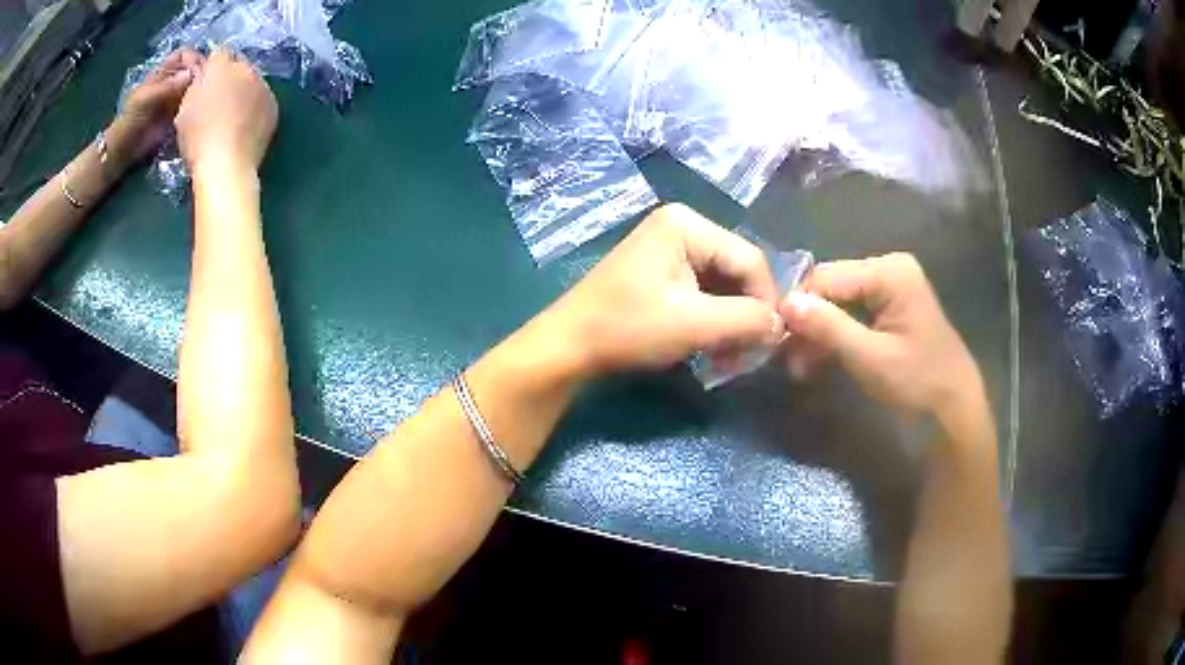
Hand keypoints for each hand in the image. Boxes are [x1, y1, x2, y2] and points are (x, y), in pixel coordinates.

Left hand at [111, 49, 202, 162]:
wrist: (125, 148)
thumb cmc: (132, 119)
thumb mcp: (146, 99)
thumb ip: (167, 86)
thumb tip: (192, 74)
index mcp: (164, 72)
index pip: (184, 54)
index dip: (193, 58)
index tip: (200, 68)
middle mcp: (173, 81)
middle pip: (193, 69)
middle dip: (201, 73)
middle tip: (209, 84)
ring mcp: (176, 99)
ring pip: (195, 86)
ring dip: (202, 90)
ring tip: (208, 97)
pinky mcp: (179, 115)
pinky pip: (193, 104)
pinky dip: (199, 105)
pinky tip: (202, 110)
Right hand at [176, 49, 277, 175]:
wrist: (227, 164)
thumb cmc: (197, 139)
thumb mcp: (184, 109)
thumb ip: (196, 86)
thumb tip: (203, 78)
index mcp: (220, 66)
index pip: (218, 53)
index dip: (211, 68)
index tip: (204, 84)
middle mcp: (246, 68)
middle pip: (238, 64)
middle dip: (228, 76)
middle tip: (217, 100)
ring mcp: (263, 85)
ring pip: (252, 80)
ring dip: (243, 90)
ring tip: (232, 115)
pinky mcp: (273, 104)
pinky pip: (262, 98)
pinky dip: (254, 106)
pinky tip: (245, 125)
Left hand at [541, 203, 783, 376]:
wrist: (569, 346)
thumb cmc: (628, 329)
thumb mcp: (694, 324)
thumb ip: (747, 320)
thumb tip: (781, 325)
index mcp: (688, 224)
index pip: (751, 260)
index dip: (767, 302)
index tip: (768, 344)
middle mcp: (682, 225)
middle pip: (737, 270)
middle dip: (746, 314)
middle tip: (745, 355)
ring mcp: (669, 246)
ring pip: (722, 284)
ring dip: (731, 322)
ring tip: (728, 357)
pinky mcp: (661, 269)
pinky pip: (703, 291)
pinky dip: (712, 319)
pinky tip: (710, 345)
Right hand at [779, 253, 983, 420]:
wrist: (955, 409)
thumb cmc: (919, 382)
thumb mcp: (870, 357)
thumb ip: (828, 327)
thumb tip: (784, 302)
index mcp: (889, 272)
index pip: (826, 277)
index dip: (798, 306)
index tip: (776, 341)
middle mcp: (889, 269)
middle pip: (832, 288)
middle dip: (809, 322)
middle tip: (788, 360)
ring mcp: (892, 288)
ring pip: (839, 303)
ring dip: (819, 333)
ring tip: (800, 367)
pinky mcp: (891, 308)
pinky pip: (853, 314)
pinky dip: (836, 336)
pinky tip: (820, 360)